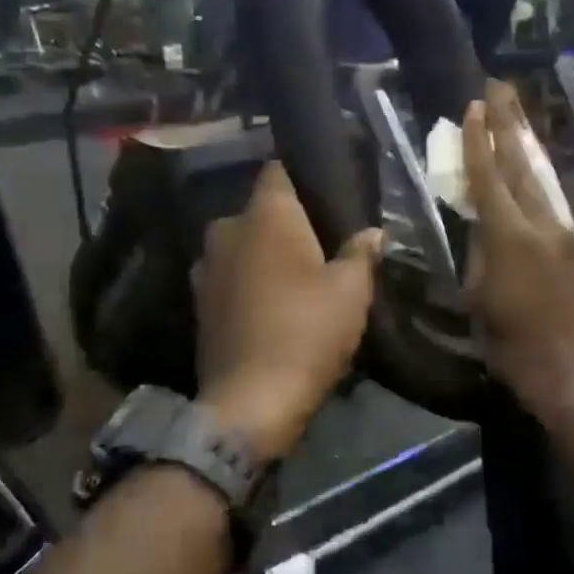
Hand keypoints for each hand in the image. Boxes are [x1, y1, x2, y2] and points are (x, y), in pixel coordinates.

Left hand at [194, 163, 382, 462]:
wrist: (250, 402)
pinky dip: (248, 283)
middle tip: (321, 244)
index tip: (326, 194)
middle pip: (260, 212)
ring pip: (242, 246)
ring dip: (265, 256)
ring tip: (297, 277)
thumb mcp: (350, 291)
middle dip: (286, 224)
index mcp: (264, 215)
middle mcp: (227, 230)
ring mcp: (206, 267)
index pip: (278, 171)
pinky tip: (272, 305)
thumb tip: (373, 232)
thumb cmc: (306, 332)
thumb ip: (361, 253)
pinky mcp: (199, 303)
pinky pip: (230, 277)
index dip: (301, 178)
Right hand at [463, 82, 573, 420]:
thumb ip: (479, 252)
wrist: (572, 373)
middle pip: (522, 163)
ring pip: (541, 177)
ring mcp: (565, 232)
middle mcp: (543, 223)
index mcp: (511, 236)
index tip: (472, 107)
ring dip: (526, 142)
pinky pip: (551, 198)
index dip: (479, 141)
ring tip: (515, 112)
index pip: (490, 177)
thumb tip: (481, 224)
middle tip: (500, 86)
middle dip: (509, 122)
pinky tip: (530, 164)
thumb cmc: (512, 344)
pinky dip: (536, 174)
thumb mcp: (479, 297)